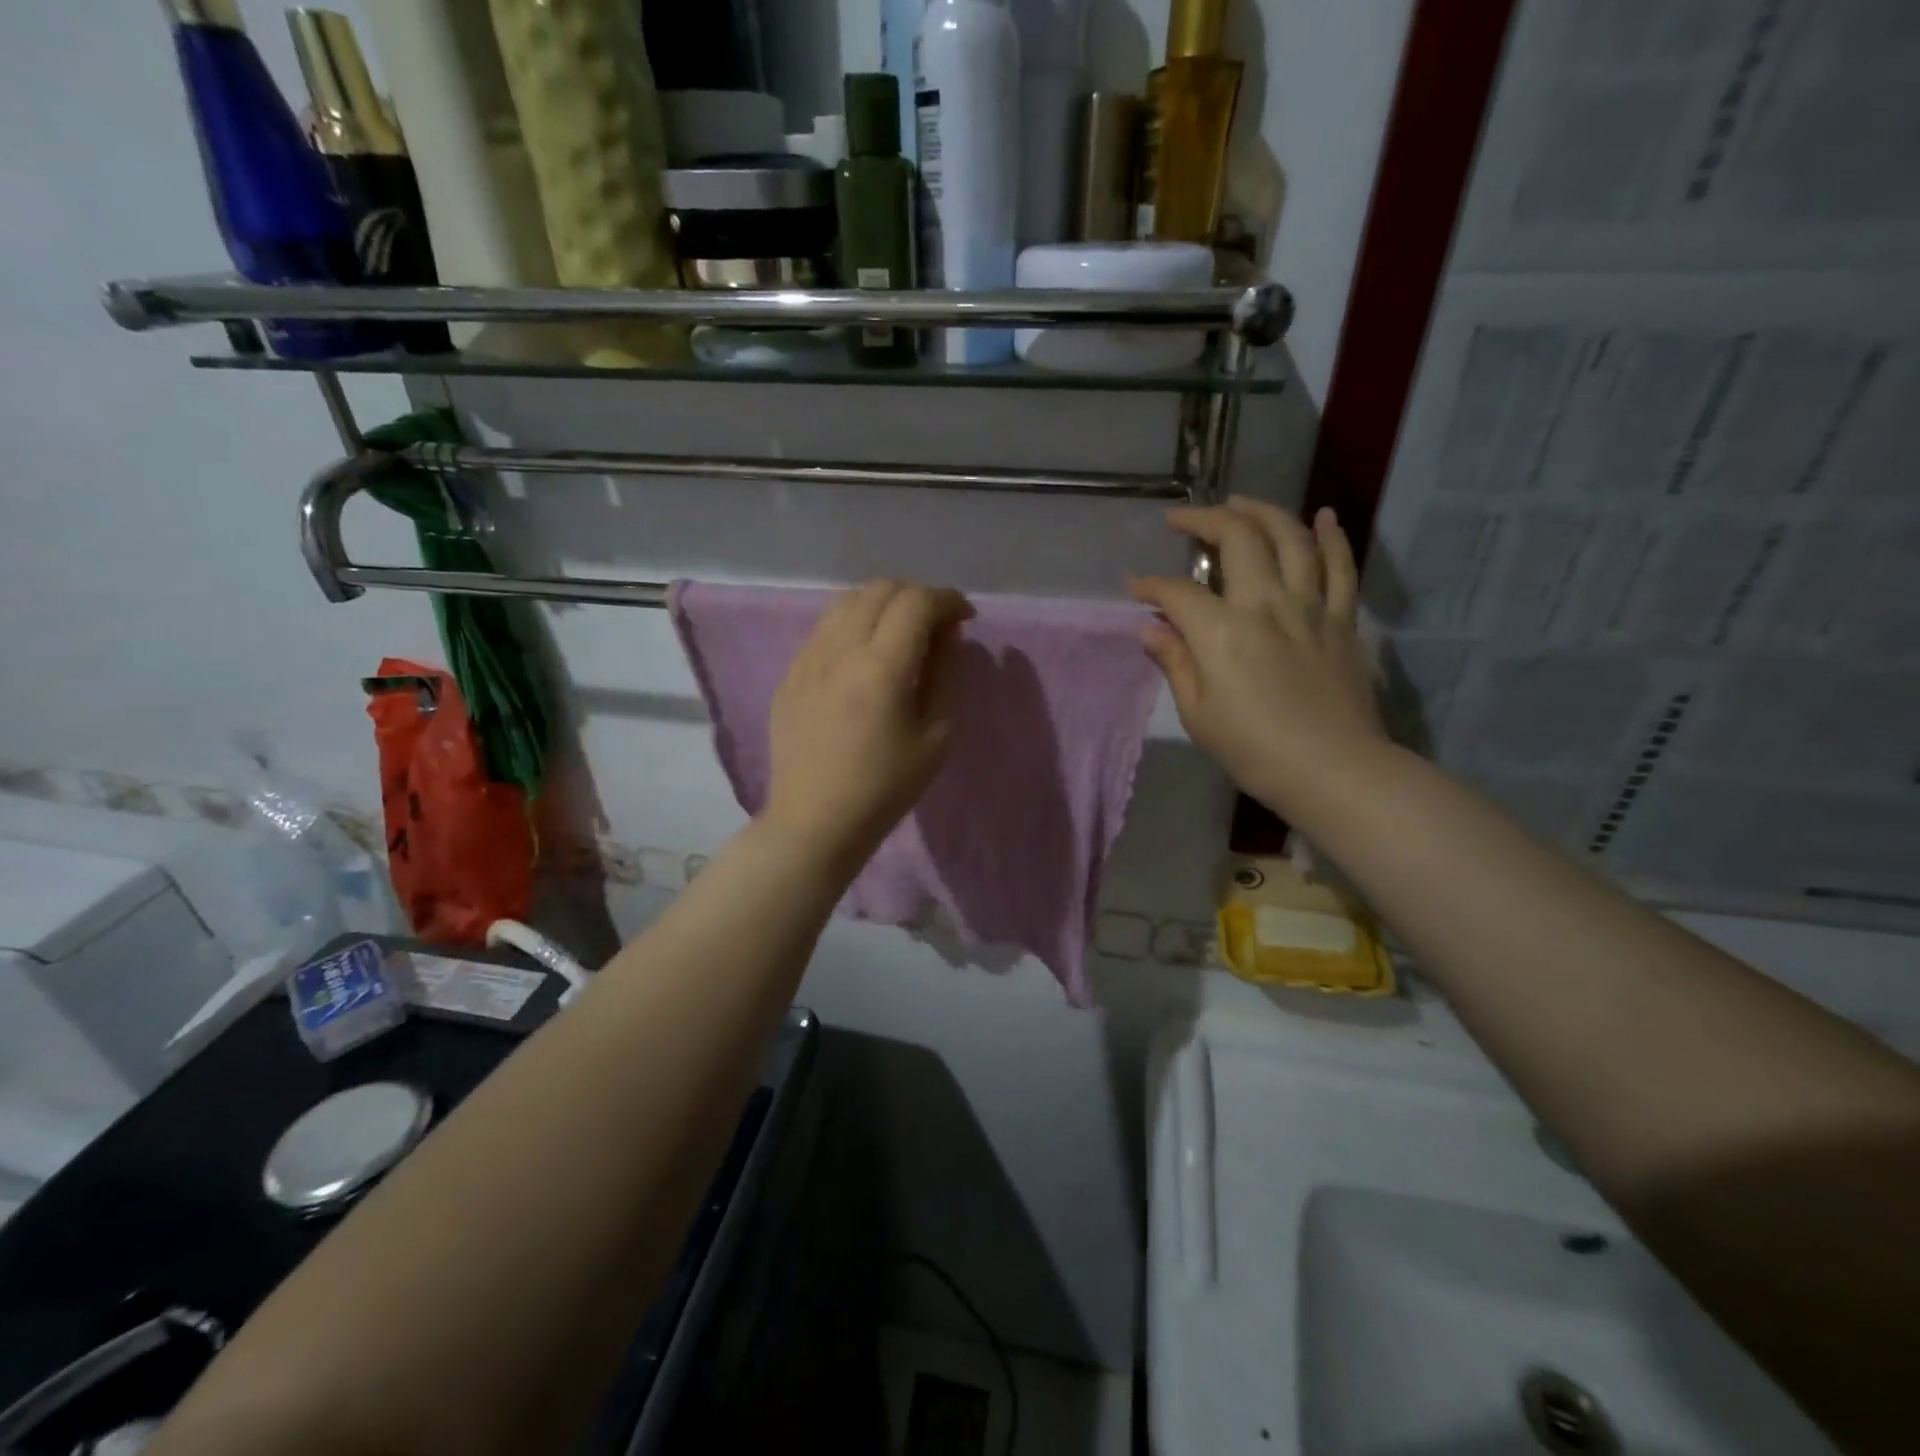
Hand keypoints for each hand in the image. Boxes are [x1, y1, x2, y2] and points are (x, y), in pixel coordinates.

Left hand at [763, 579, 973, 874]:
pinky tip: (863, 657)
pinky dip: (853, 625)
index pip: (916, 601)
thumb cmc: (885, 788)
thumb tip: (947, 632)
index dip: (948, 600)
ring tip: (899, 634)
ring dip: (882, 605)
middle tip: (936, 625)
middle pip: (880, 589)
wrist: (815, 822)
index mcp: (881, 667)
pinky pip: (824, 628)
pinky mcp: (790, 674)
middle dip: (917, 596)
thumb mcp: (936, 736)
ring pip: (847, 601)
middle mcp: (839, 650)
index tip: (965, 618)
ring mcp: (807, 658)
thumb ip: (945, 673)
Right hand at [1129, 498, 1387, 815]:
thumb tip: (1151, 628)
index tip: (1134, 587)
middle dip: (1204, 520)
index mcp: (1222, 632)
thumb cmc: (1254, 750)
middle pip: (1237, 538)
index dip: (1150, 586)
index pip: (1177, 592)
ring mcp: (1310, 605)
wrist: (1333, 769)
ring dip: (1261, 511)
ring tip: (1239, 502)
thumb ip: (1175, 662)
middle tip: (1182, 519)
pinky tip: (1323, 516)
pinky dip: (1332, 536)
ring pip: (1290, 537)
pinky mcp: (1342, 618)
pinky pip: (1341, 565)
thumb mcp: (1198, 714)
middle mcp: (1265, 603)